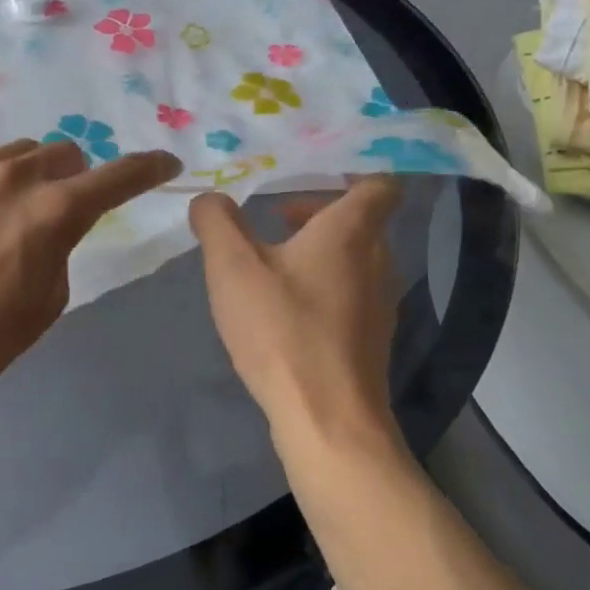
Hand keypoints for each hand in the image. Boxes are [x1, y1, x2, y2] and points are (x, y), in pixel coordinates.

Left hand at [0, 137, 181, 401]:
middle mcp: (15, 178)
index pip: (118, 177)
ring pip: (21, 150)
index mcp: (54, 212)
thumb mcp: (50, 298)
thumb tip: (54, 222)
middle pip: (65, 154)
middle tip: (64, 209)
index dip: (149, 169)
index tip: (166, 164)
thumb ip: (63, 244)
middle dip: (76, 178)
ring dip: (33, 172)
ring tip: (17, 205)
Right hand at [189, 178, 402, 440]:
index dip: (351, 169)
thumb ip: (216, 222)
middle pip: (359, 220)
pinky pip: (347, 292)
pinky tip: (280, 309)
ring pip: (352, 258)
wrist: (327, 420)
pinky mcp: (370, 338)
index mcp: (351, 232)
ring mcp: (379, 303)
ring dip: (315, 250)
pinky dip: (319, 285)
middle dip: (316, 211)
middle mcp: (377, 261)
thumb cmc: (283, 331)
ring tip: (267, 262)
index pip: (377, 182)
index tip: (310, 170)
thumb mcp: (232, 267)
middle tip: (273, 214)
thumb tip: (210, 199)